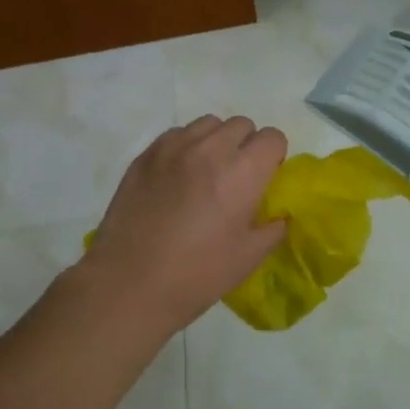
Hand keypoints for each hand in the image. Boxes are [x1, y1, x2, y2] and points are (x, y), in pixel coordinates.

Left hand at [80, 116, 288, 337]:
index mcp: (242, 171)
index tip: (265, 179)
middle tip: (235, 179)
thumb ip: (273, 228)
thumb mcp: (249, 257)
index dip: (274, 157)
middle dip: (246, 146)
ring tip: (205, 173)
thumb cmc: (197, 274)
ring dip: (215, 141)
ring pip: (208, 124)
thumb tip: (280, 214)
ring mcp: (174, 147)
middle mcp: (211, 148)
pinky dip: (185, 147)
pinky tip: (177, 178)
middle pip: (242, 125)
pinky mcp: (146, 154)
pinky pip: (177, 134)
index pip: (273, 137)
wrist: (129, 284)